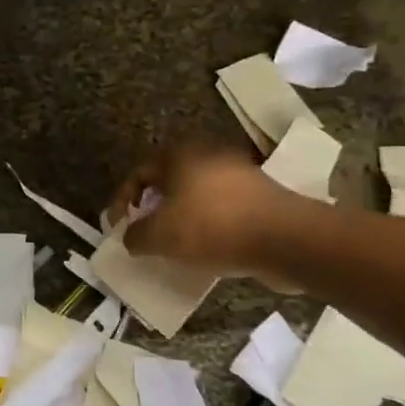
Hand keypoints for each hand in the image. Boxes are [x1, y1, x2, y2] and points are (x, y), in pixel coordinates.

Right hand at [106, 144, 298, 276]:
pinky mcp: (262, 196)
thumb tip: (131, 237)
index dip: (121, 199)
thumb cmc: (212, 227)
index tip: (118, 226)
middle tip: (146, 232)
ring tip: (176, 245)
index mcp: (180, 155)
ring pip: (197, 196)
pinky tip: (208, 250)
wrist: (286, 239)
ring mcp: (239, 174)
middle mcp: (208, 156)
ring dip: (183, 217)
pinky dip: (210, 226)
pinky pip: (224, 209)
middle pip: (169, 181)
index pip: (139, 172)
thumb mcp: (159, 236)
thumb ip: (136, 235)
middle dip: (154, 207)